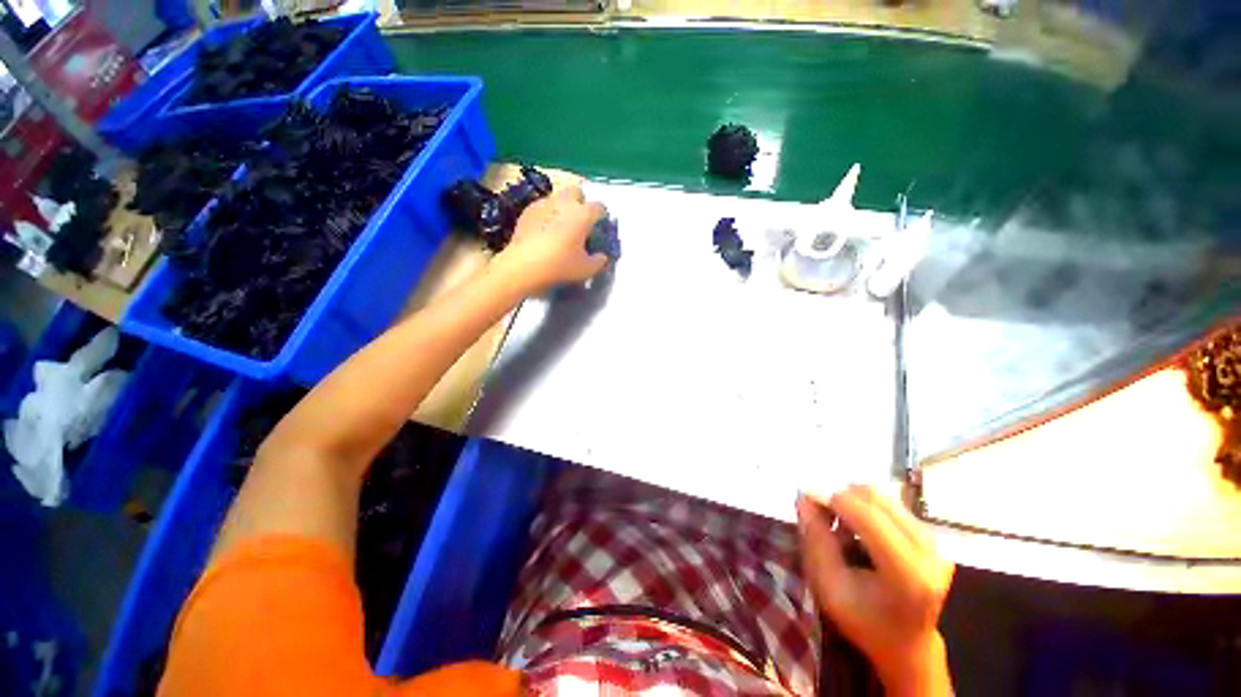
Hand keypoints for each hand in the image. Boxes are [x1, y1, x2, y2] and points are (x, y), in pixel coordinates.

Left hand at [496, 185, 608, 291]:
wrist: (524, 265)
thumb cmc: (561, 265)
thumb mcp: (586, 269)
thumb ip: (599, 261)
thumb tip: (602, 256)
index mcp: (583, 214)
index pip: (599, 207)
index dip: (601, 216)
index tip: (599, 227)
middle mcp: (565, 202)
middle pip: (576, 192)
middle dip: (580, 202)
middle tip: (579, 221)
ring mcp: (544, 204)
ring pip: (557, 197)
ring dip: (562, 207)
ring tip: (560, 227)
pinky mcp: (527, 210)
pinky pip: (542, 207)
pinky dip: (546, 215)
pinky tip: (543, 231)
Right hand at [797, 486, 953, 695]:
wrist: (906, 644)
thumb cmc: (862, 620)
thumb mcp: (828, 587)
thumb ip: (816, 539)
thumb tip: (804, 496)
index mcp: (907, 574)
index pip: (867, 515)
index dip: (832, 500)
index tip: (807, 502)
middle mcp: (930, 552)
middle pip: (875, 498)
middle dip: (841, 498)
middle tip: (822, 516)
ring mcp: (936, 543)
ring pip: (882, 497)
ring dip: (853, 502)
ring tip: (841, 527)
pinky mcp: (935, 538)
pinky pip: (891, 505)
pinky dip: (866, 508)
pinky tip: (858, 530)